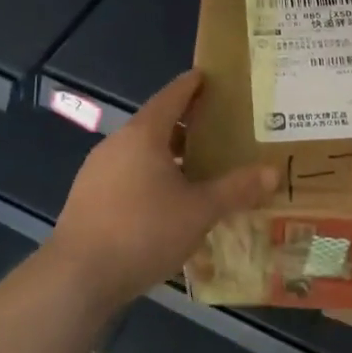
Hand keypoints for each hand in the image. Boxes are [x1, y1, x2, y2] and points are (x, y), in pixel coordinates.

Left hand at [48, 70, 276, 311]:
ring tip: (198, 164)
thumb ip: (236, 189)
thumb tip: (273, 172)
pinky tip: (167, 199)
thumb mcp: (199, 211)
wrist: (78, 277)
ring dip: (168, 152)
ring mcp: (97, 171)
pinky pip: (127, 173)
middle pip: (155, 123)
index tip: (208, 76)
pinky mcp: (88, 197)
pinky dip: (150, 175)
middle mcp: (117, 144)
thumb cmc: (143, 232)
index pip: (171, 97)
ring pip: (140, 151)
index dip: (191, 85)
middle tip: (217, 125)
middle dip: (185, 123)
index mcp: (143, 135)